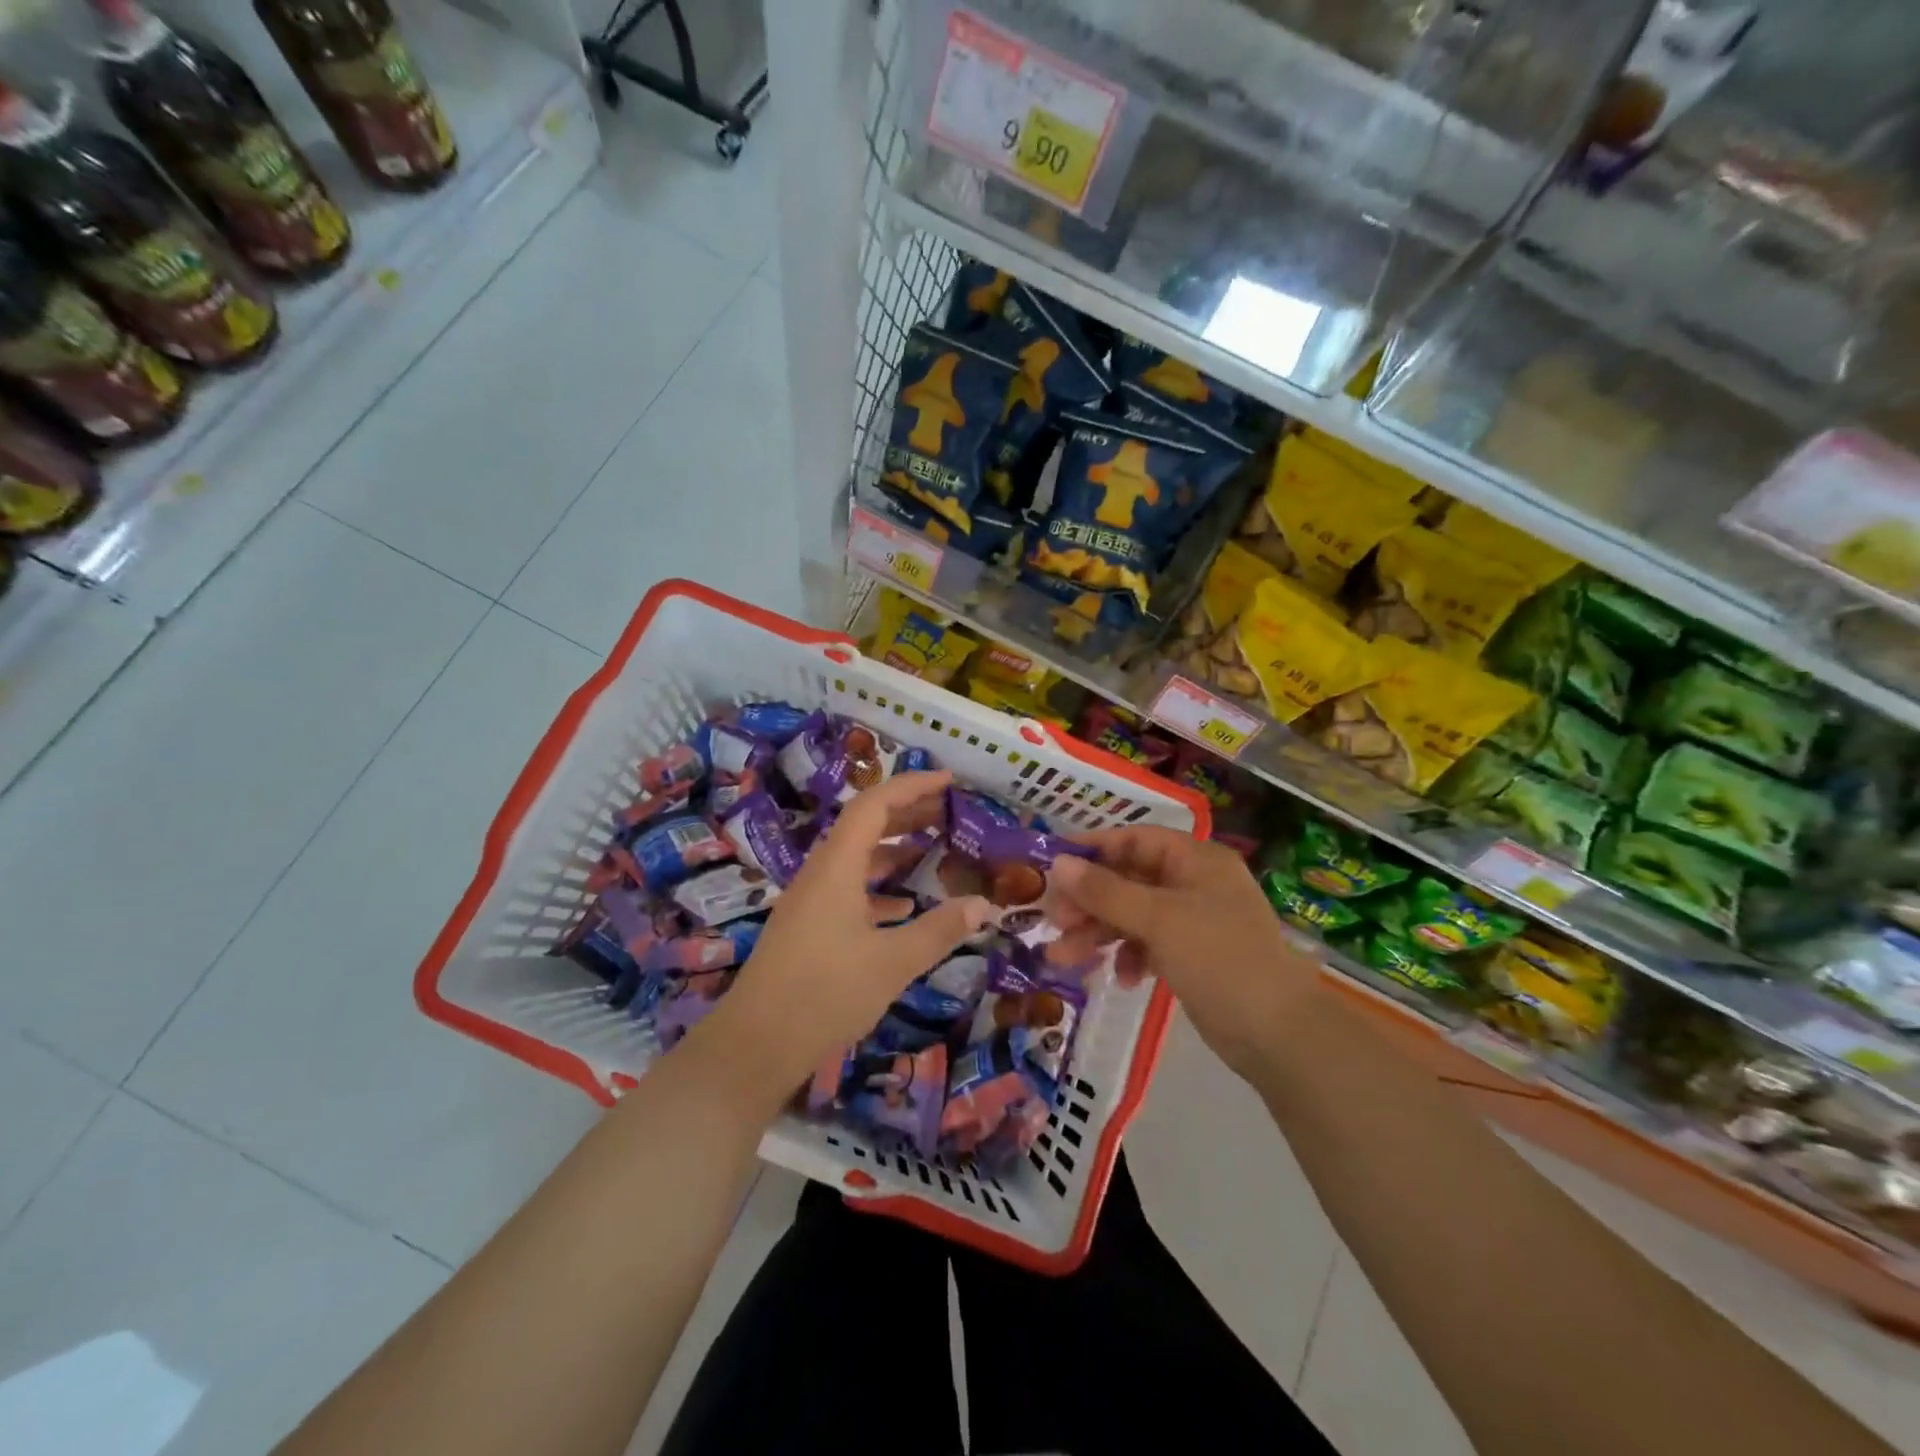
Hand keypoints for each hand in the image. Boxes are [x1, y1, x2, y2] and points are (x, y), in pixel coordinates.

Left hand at [700, 771, 993, 1105]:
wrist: (755, 1045)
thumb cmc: (825, 994)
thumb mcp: (891, 963)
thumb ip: (939, 931)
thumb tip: (983, 904)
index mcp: (837, 867)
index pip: (874, 805)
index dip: (912, 786)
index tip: (950, 781)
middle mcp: (821, 874)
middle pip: (865, 826)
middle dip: (907, 813)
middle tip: (949, 811)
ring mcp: (812, 901)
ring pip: (857, 858)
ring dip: (894, 849)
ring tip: (934, 849)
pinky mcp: (809, 928)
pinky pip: (849, 889)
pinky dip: (880, 887)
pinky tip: (904, 905)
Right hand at [1048, 828, 1322, 1075]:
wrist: (1278, 1033)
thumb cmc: (1219, 959)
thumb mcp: (1158, 919)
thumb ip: (1105, 891)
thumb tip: (1057, 864)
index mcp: (1195, 859)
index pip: (1133, 840)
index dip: (1091, 851)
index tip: (1051, 868)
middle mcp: (1194, 882)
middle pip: (1128, 879)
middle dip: (1089, 903)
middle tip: (1053, 922)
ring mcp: (1194, 919)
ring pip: (1133, 914)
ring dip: (1099, 933)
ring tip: (1064, 958)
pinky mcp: (1193, 954)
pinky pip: (1148, 943)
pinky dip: (1130, 956)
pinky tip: (1124, 979)